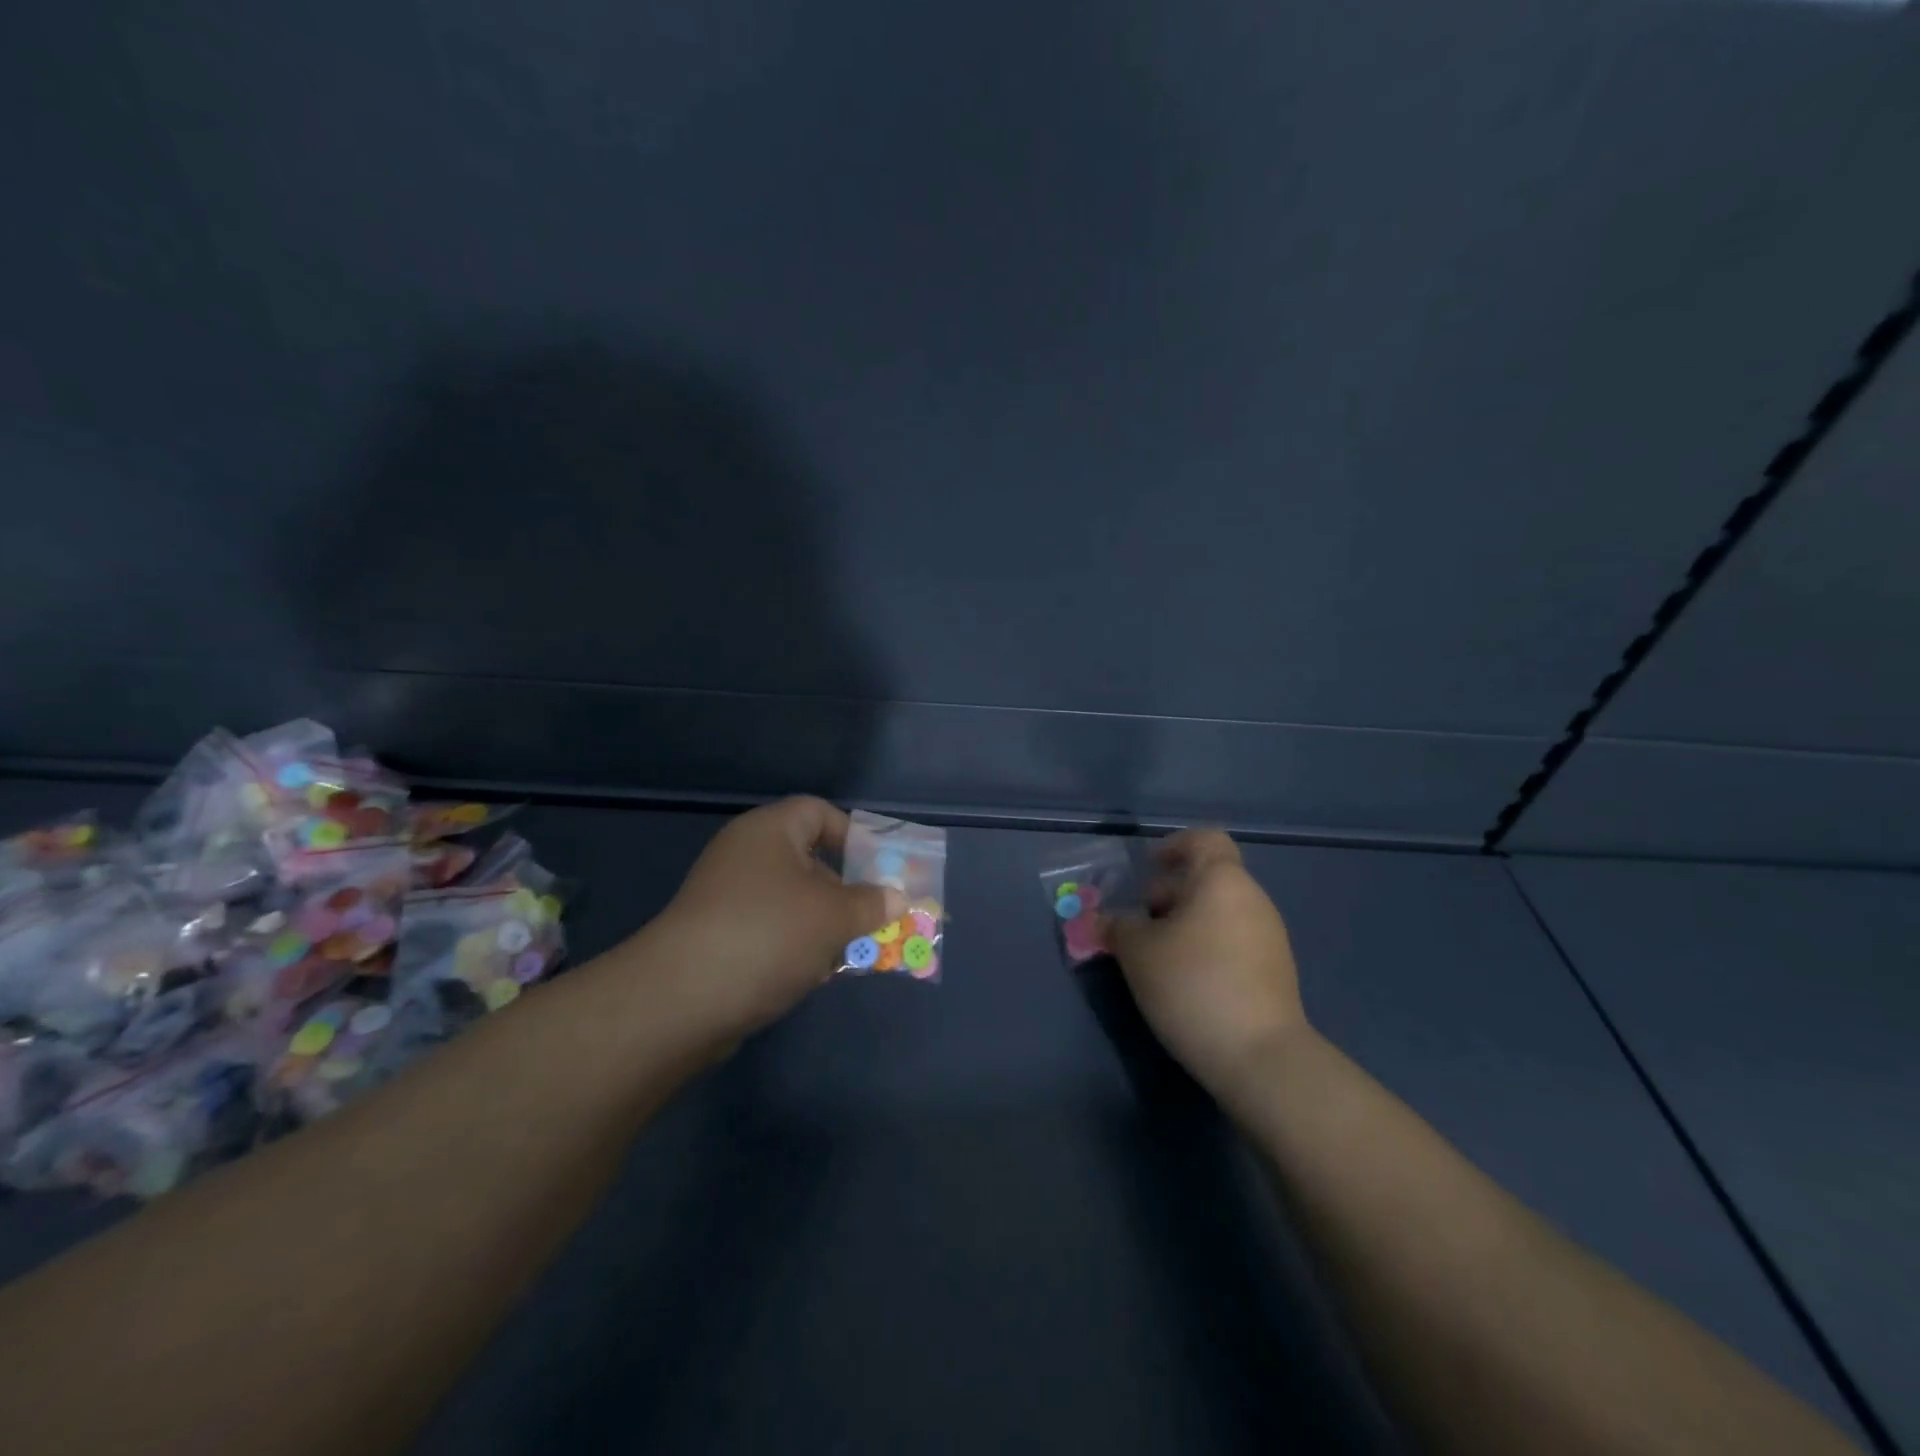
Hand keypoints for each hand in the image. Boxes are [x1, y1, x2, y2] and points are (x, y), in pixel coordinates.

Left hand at [650, 797, 904, 1037]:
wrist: (681, 1000)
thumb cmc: (767, 935)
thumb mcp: (833, 916)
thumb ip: (872, 903)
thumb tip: (897, 898)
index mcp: (769, 832)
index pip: (818, 812)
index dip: (853, 835)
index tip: (880, 868)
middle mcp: (745, 856)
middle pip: (809, 860)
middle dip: (846, 890)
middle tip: (875, 917)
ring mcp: (728, 898)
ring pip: (793, 902)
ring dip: (825, 925)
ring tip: (852, 953)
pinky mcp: (718, 938)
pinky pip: (771, 931)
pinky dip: (796, 947)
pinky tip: (813, 975)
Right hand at [1105, 830, 1309, 1098]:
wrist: (1261, 1057)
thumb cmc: (1193, 985)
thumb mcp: (1138, 952)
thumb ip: (1116, 926)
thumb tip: (1101, 919)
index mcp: (1222, 881)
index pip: (1205, 839)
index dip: (1174, 845)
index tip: (1148, 867)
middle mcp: (1252, 900)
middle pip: (1208, 879)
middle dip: (1168, 894)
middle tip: (1137, 922)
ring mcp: (1269, 937)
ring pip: (1218, 913)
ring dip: (1184, 924)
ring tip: (1154, 957)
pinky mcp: (1274, 972)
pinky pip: (1232, 941)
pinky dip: (1205, 947)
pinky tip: (1183, 981)